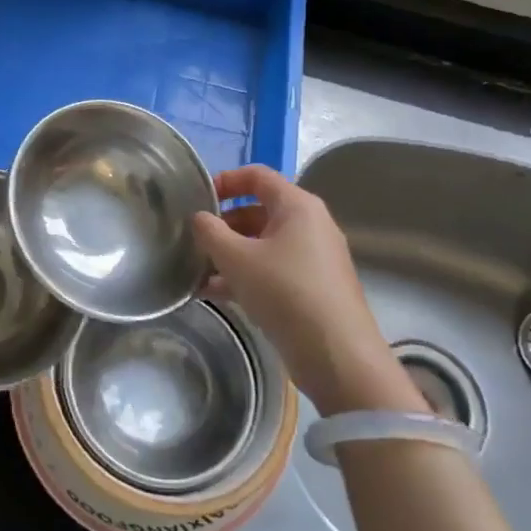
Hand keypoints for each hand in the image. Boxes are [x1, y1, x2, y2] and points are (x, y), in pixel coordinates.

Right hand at [194, 166, 427, 416]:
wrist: (337, 355)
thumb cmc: (285, 292)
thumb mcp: (236, 258)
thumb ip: (210, 232)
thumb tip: (199, 218)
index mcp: (297, 206)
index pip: (257, 176)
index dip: (225, 181)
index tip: (198, 199)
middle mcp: (309, 225)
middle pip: (257, 211)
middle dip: (222, 225)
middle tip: (193, 241)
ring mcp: (312, 258)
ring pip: (262, 245)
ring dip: (229, 255)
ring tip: (195, 272)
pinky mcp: (311, 287)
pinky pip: (271, 270)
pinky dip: (244, 276)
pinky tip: (213, 294)